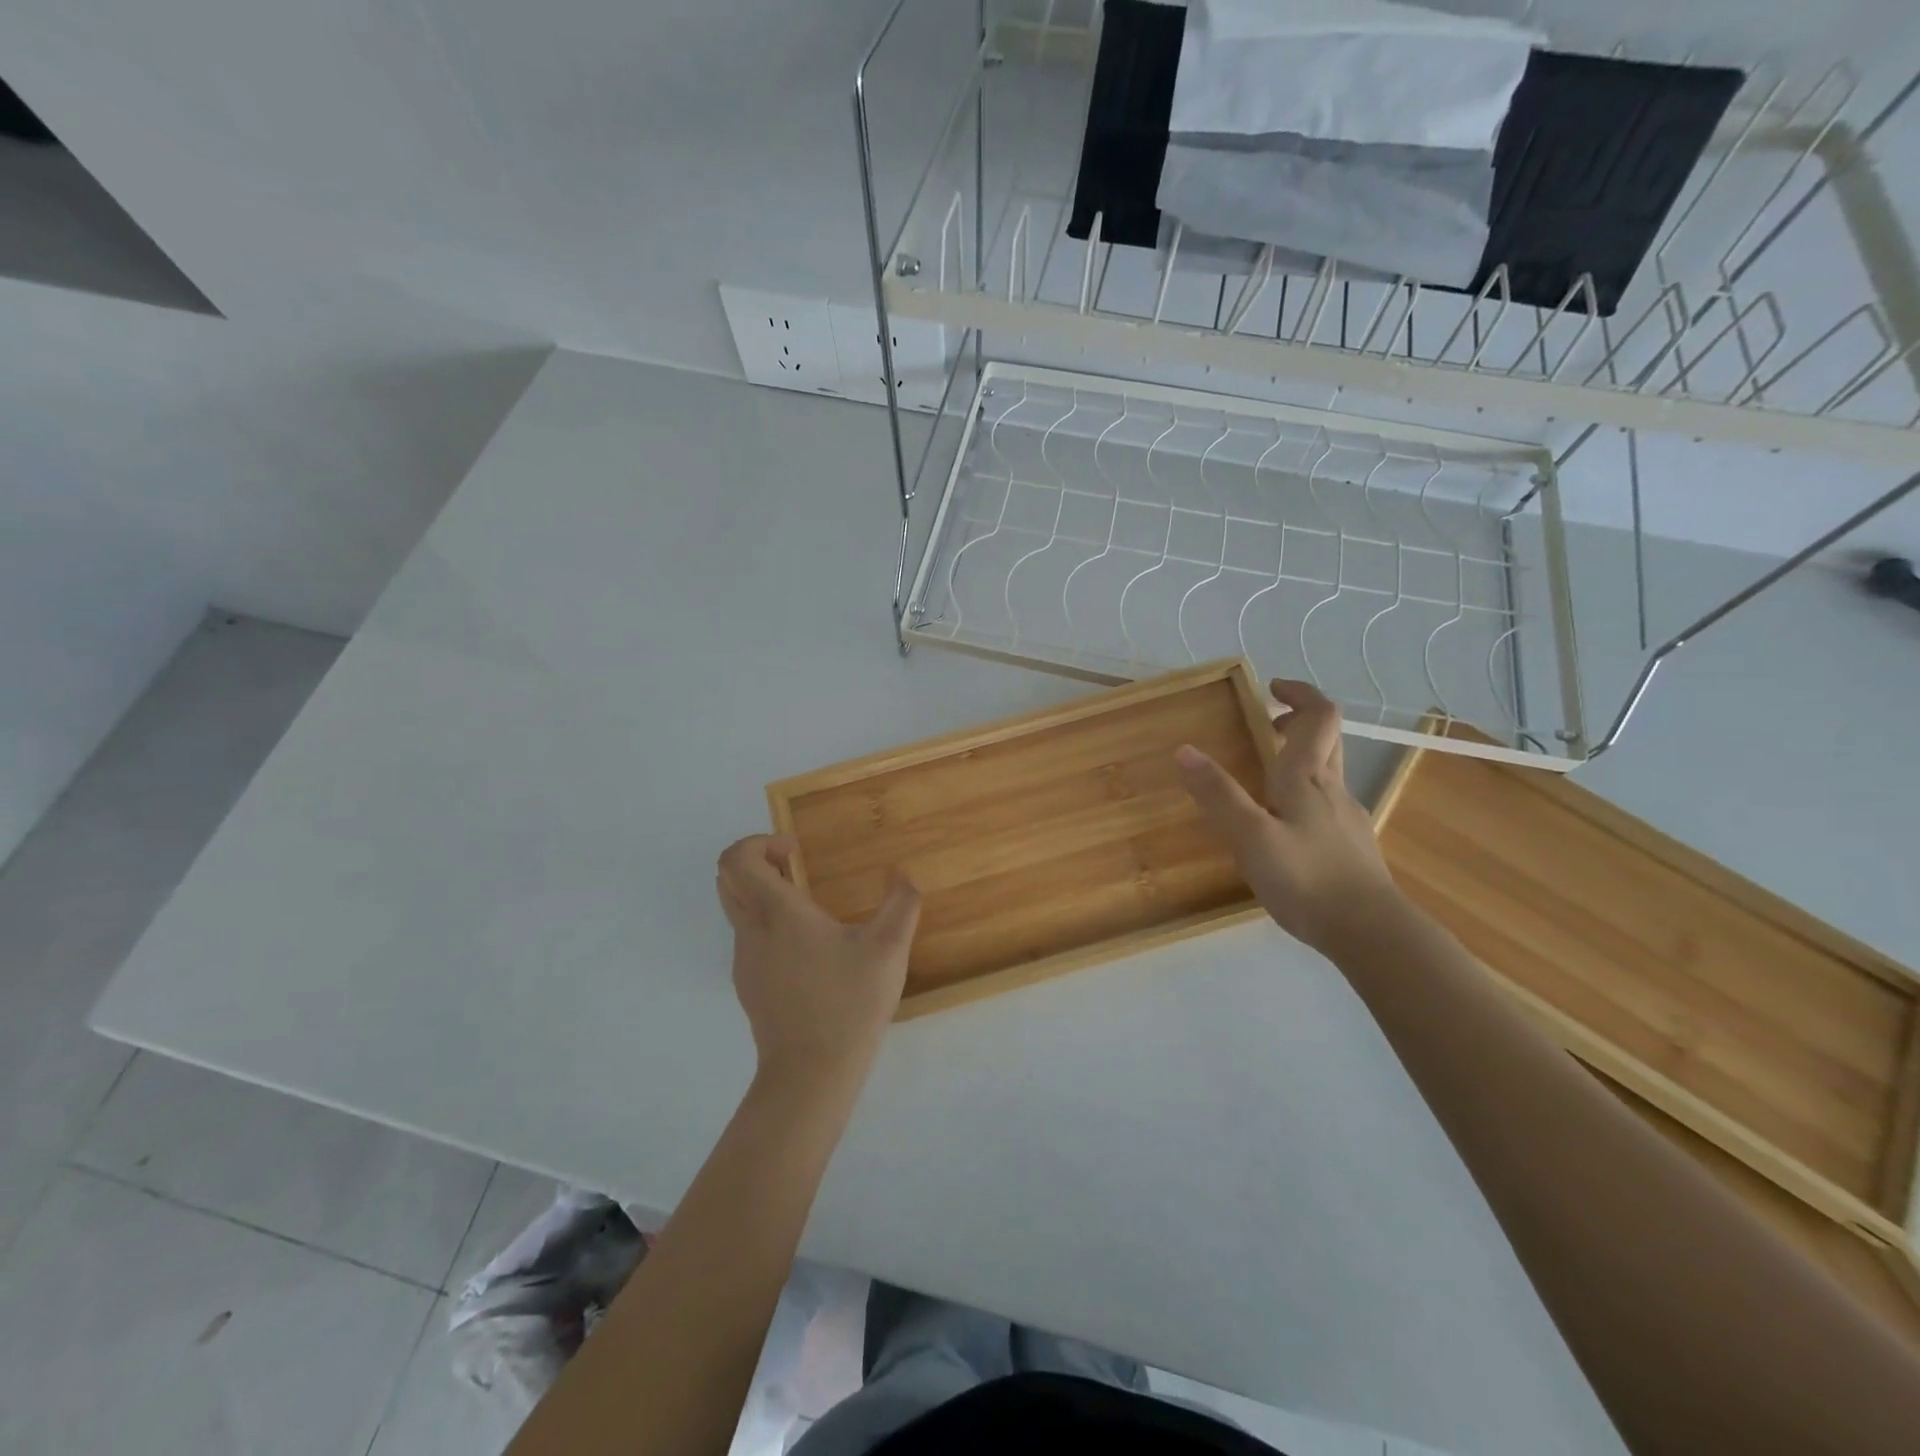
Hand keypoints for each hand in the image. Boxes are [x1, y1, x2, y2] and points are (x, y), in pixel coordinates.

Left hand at [715, 835, 921, 1089]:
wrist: (811, 1074)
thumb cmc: (848, 1003)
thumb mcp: (888, 950)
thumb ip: (901, 904)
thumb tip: (904, 874)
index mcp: (778, 914)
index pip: (737, 860)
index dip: (758, 842)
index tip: (795, 850)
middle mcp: (752, 932)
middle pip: (727, 879)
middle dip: (756, 861)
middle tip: (795, 867)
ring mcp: (746, 962)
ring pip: (737, 910)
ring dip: (763, 894)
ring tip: (811, 909)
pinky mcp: (749, 986)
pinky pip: (750, 939)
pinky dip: (768, 925)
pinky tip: (810, 950)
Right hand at [1175, 679, 1401, 955]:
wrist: (1371, 933)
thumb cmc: (1307, 879)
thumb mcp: (1251, 837)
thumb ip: (1218, 794)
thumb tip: (1185, 750)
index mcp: (1308, 779)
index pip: (1319, 717)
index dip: (1300, 694)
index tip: (1271, 688)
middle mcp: (1332, 790)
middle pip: (1327, 739)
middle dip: (1298, 722)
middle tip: (1266, 724)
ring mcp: (1347, 818)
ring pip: (1327, 772)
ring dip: (1299, 758)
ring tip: (1263, 776)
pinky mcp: (1351, 846)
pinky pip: (1326, 803)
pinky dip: (1303, 793)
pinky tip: (1283, 826)